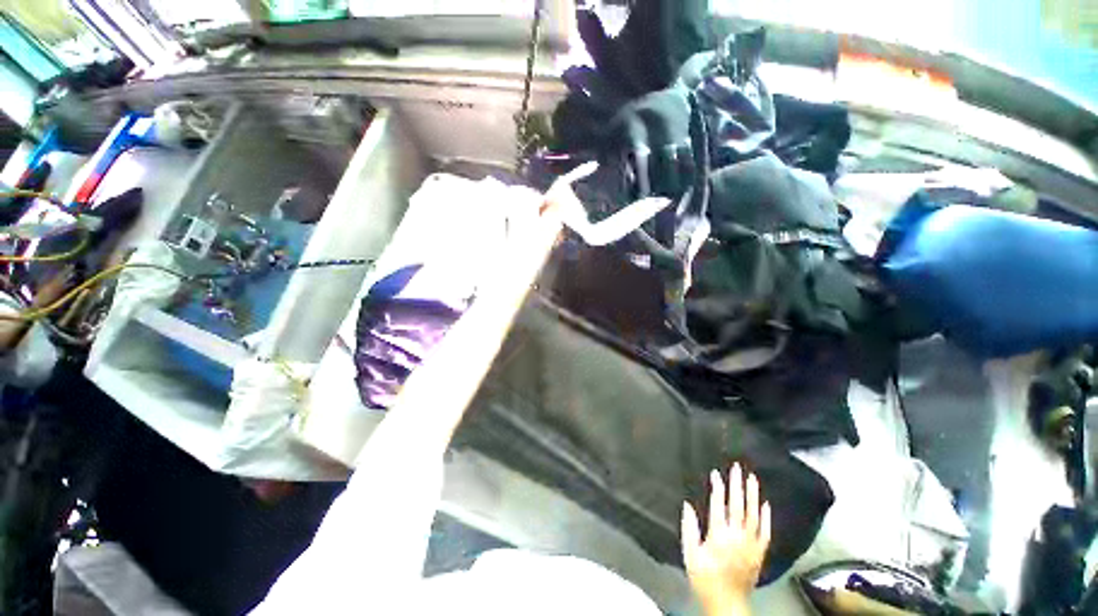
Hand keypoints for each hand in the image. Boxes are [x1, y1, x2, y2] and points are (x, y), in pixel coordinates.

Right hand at [681, 464, 770, 615]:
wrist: (727, 603)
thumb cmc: (705, 578)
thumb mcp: (690, 554)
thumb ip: (689, 529)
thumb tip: (687, 505)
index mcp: (719, 535)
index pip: (719, 505)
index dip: (717, 488)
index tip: (716, 473)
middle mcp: (737, 537)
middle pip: (738, 506)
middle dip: (737, 485)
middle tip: (737, 468)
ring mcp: (752, 544)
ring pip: (754, 515)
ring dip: (753, 495)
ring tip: (752, 478)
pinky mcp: (760, 552)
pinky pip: (766, 532)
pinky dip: (766, 517)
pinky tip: (765, 504)